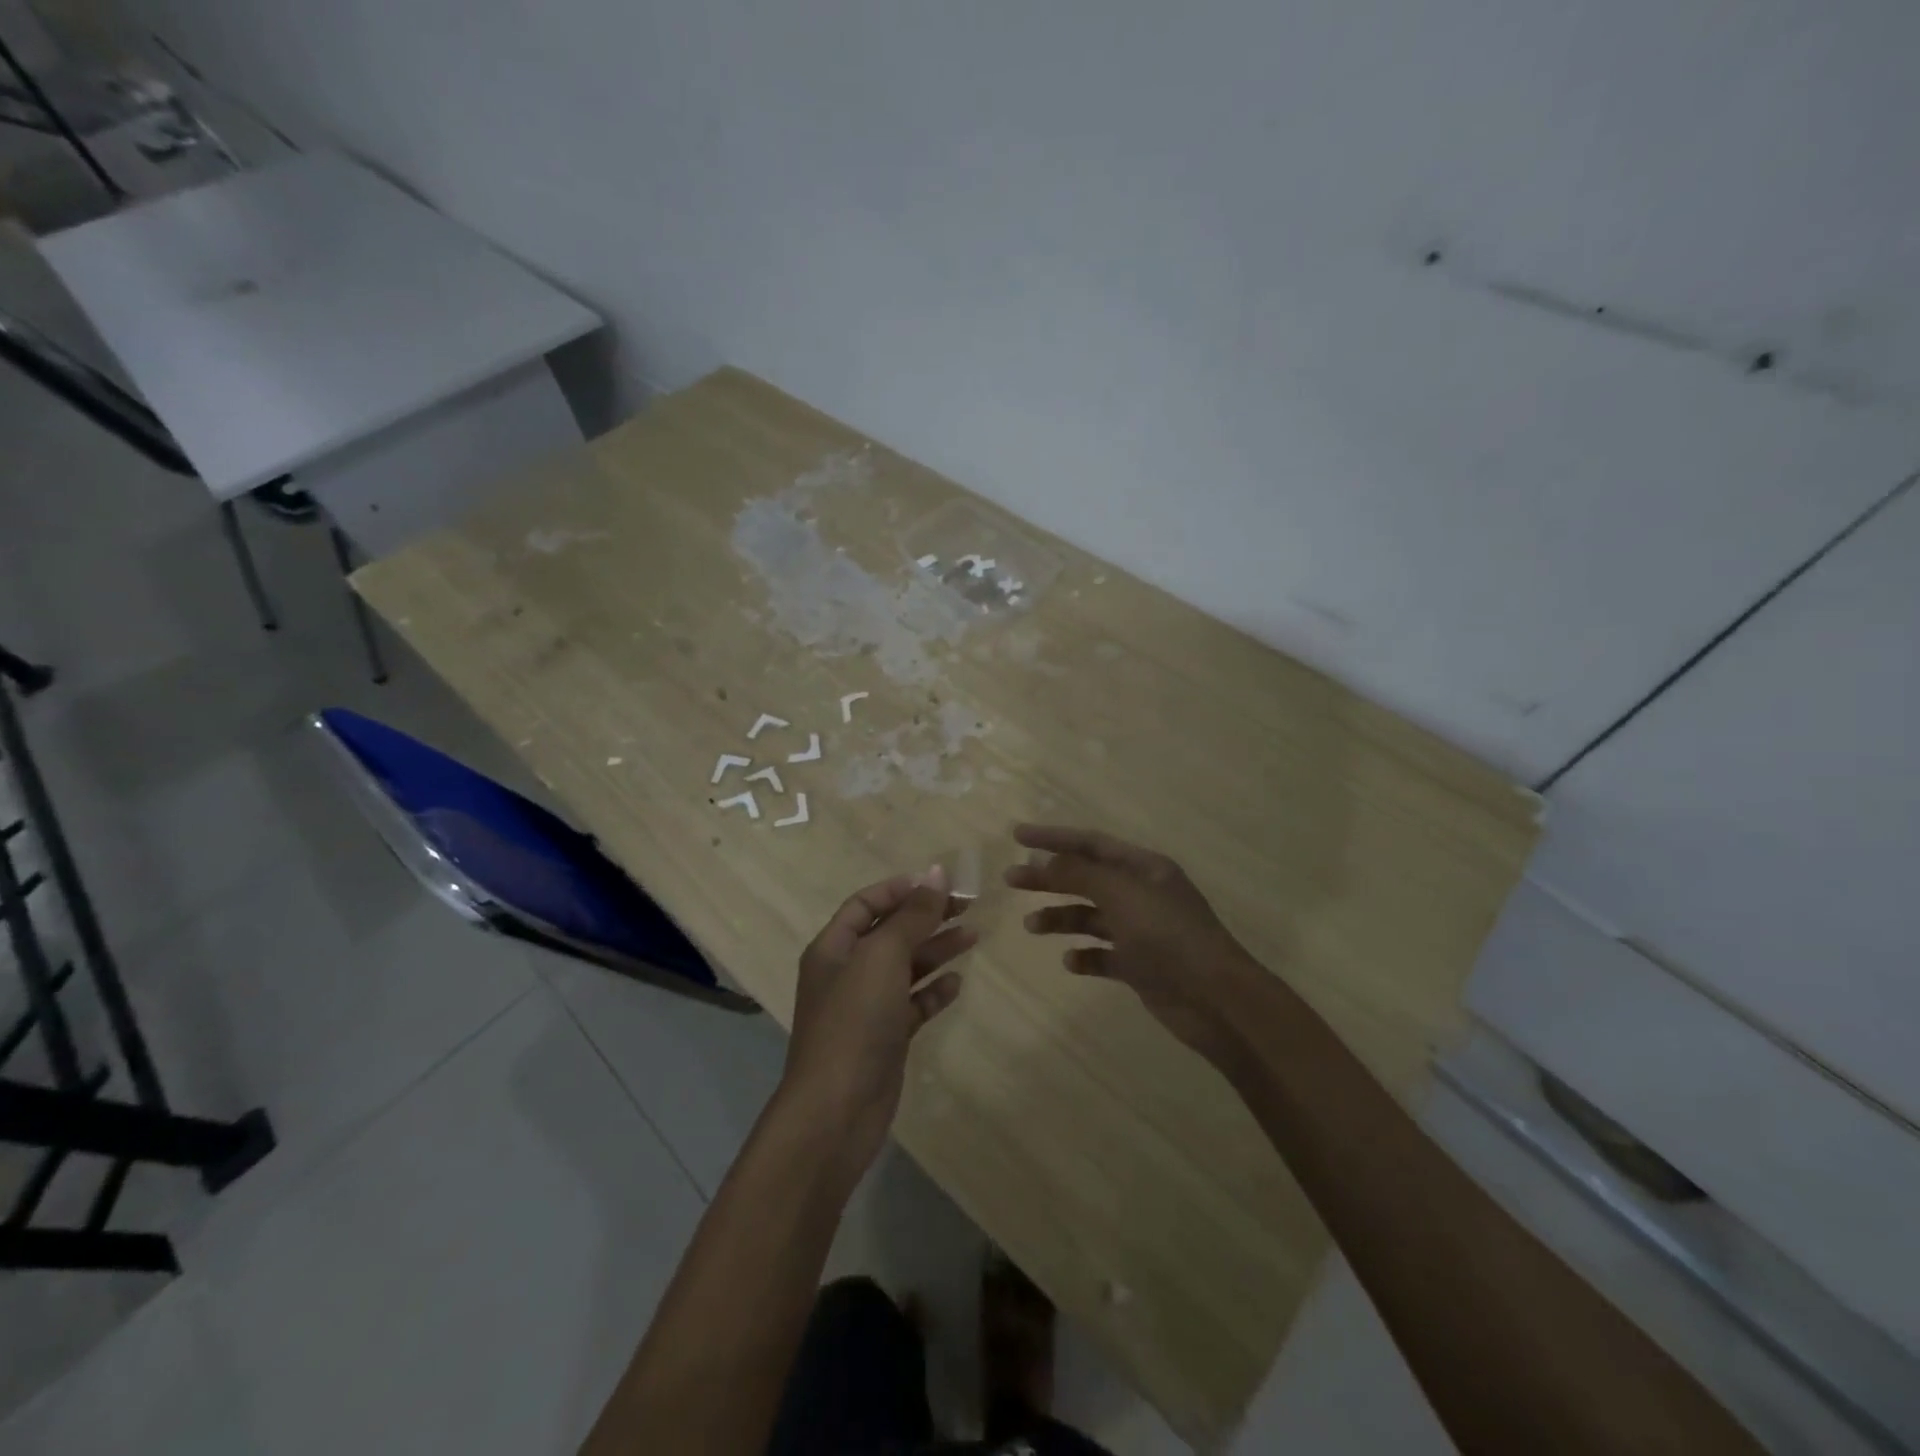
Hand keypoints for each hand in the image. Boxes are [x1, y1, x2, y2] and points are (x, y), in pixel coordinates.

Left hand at [780, 866, 975, 1176]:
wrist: (836, 1111)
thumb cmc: (854, 1021)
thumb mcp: (882, 957)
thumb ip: (911, 915)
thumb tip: (936, 872)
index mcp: (834, 947)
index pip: (866, 904)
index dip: (901, 890)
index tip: (940, 884)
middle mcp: (847, 972)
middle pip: (890, 932)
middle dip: (926, 917)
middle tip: (968, 906)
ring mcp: (866, 1007)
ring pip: (905, 967)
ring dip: (936, 950)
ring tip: (973, 935)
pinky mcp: (885, 1038)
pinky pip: (912, 1004)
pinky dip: (933, 990)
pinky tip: (957, 982)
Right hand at [1004, 824, 1262, 1064]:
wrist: (1216, 1000)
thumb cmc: (1169, 936)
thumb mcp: (1121, 895)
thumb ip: (1079, 875)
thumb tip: (1043, 860)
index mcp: (1144, 868)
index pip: (1091, 843)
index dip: (1054, 838)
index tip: (1017, 836)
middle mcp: (1142, 894)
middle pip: (1086, 878)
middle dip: (1049, 878)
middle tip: (1011, 880)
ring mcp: (1142, 931)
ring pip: (1091, 917)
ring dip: (1060, 918)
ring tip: (1031, 926)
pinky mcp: (1140, 966)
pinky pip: (1103, 955)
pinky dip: (1084, 956)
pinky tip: (1070, 962)